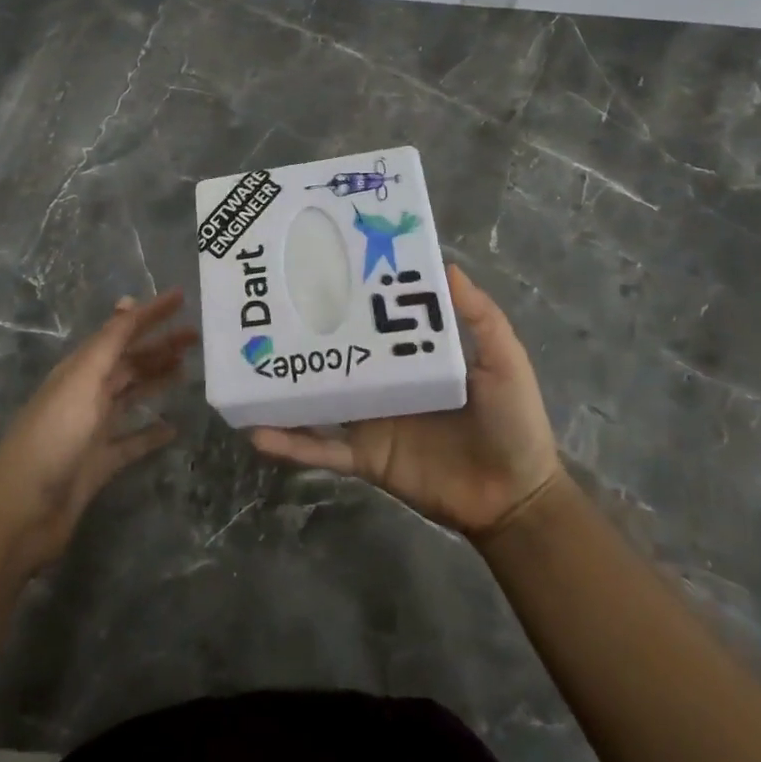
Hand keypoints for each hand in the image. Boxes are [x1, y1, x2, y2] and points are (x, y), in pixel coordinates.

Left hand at [0, 289, 195, 573]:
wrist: (23, 511)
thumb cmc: (54, 437)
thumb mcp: (82, 381)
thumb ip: (108, 343)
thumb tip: (129, 302)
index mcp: (80, 368)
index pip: (120, 331)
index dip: (150, 313)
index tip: (181, 297)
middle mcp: (86, 392)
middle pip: (129, 361)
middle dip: (159, 345)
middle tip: (196, 336)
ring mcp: (92, 429)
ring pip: (132, 395)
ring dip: (157, 379)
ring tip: (188, 370)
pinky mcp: (99, 463)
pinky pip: (132, 441)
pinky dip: (151, 433)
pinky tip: (174, 428)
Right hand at [252, 264, 561, 536]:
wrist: (514, 498)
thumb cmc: (513, 421)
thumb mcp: (504, 360)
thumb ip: (480, 316)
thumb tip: (445, 263)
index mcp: (409, 354)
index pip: (372, 318)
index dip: (349, 293)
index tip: (317, 264)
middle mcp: (382, 380)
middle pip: (336, 352)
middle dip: (304, 331)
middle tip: (265, 306)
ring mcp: (368, 419)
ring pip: (317, 397)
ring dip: (284, 385)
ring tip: (246, 364)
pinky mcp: (362, 457)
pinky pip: (320, 449)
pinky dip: (289, 443)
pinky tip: (256, 431)